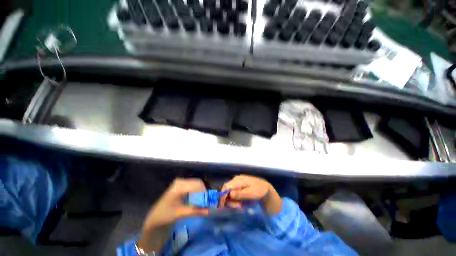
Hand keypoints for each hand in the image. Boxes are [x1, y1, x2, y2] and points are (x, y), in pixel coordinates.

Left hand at [138, 178, 208, 251]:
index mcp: (179, 186)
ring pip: (196, 184)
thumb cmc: (165, 216)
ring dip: (200, 193)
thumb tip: (209, 210)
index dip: (204, 193)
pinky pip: (193, 186)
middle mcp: (181, 181)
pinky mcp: (181, 186)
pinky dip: (197, 193)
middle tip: (206, 203)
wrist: (154, 219)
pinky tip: (196, 200)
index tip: (208, 203)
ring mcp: (181, 183)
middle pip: (198, 183)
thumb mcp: (180, 213)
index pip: (197, 185)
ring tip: (202, 203)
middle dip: (203, 192)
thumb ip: (195, 210)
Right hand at [220, 175, 281, 214]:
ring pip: (229, 192)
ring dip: (233, 201)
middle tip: (238, 207)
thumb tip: (230, 194)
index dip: (223, 196)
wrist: (265, 187)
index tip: (223, 206)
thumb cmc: (259, 190)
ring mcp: (237, 182)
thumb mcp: (251, 193)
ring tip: (241, 206)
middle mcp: (236, 180)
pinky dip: (235, 199)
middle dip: (229, 200)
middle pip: (226, 190)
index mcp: (238, 180)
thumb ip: (240, 194)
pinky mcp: (238, 186)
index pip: (226, 187)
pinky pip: (233, 193)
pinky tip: (241, 203)